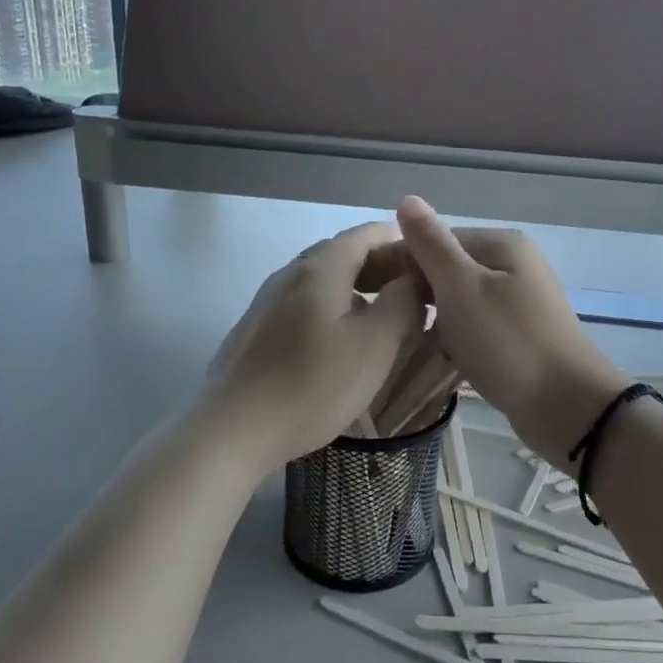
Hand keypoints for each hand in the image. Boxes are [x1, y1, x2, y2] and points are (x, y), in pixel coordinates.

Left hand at [203, 220, 425, 474]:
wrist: (232, 429)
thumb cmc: (312, 384)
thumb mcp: (374, 344)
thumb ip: (402, 303)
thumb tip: (414, 279)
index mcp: (321, 267)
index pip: (367, 233)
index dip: (402, 244)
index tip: (430, 268)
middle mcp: (290, 273)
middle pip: (343, 254)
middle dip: (382, 268)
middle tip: (415, 296)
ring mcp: (268, 301)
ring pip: (323, 282)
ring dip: (358, 291)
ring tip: (386, 320)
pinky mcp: (256, 329)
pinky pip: (304, 305)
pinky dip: (333, 310)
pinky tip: (342, 344)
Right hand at [395, 196, 628, 468]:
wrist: (566, 407)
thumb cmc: (507, 342)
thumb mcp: (461, 287)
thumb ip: (431, 245)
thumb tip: (407, 199)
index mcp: (502, 244)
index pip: (436, 240)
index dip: (402, 263)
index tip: (373, 293)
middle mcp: (514, 265)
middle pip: (449, 270)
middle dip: (420, 294)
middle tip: (392, 323)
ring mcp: (520, 302)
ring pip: (460, 301)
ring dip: (437, 319)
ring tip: (411, 341)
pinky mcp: (521, 336)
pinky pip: (476, 327)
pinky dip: (457, 339)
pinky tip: (441, 357)